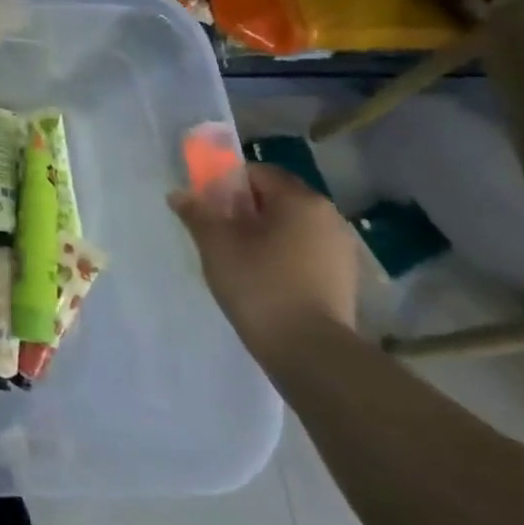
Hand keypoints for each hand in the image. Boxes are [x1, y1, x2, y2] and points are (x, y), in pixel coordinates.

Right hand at [169, 163, 358, 361]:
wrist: (310, 350)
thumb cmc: (259, 284)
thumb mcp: (216, 244)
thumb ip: (197, 213)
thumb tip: (178, 194)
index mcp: (299, 200)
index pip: (258, 173)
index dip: (227, 184)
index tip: (209, 206)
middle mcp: (328, 216)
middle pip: (277, 198)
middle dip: (246, 208)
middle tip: (219, 230)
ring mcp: (341, 248)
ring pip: (292, 226)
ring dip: (266, 232)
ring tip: (240, 257)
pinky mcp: (344, 278)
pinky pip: (306, 250)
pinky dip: (284, 254)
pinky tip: (265, 278)